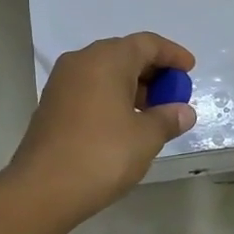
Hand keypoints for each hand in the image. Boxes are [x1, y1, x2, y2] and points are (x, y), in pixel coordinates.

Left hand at [8, 32, 197, 224]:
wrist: (42, 190)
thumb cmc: (102, 155)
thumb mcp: (146, 137)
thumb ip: (168, 118)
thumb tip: (184, 112)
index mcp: (106, 60)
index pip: (147, 44)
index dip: (172, 54)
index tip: (190, 70)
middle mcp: (81, 62)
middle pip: (124, 54)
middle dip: (153, 72)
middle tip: (174, 94)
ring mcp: (62, 84)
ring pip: (106, 73)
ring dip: (132, 86)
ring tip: (153, 113)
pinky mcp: (52, 105)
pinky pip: (91, 89)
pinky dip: (112, 98)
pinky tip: (126, 123)